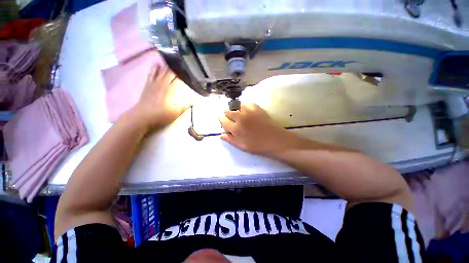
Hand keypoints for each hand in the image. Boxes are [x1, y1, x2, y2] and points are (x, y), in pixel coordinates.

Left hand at [133, 64, 190, 130]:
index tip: (192, 71)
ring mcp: (155, 82)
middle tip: (184, 63)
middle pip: (172, 72)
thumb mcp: (177, 112)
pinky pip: (152, 73)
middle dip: (179, 67)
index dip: (186, 75)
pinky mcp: (148, 83)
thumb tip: (198, 101)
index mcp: (172, 90)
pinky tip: (158, 63)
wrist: (143, 116)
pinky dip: (155, 67)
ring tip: (173, 58)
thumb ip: (186, 104)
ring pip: (163, 70)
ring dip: (168, 64)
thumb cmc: (162, 115)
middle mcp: (164, 83)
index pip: (181, 79)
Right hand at [219, 103, 296, 156]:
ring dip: (235, 109)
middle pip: (228, 111)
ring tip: (239, 115)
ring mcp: (249, 111)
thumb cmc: (258, 146)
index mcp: (236, 128)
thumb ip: (230, 140)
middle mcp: (240, 117)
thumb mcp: (242, 147)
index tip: (225, 122)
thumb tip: (221, 135)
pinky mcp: (257, 108)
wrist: (276, 140)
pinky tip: (247, 111)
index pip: (223, 120)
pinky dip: (244, 106)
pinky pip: (247, 103)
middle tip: (232, 120)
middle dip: (228, 115)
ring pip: (236, 105)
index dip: (222, 120)